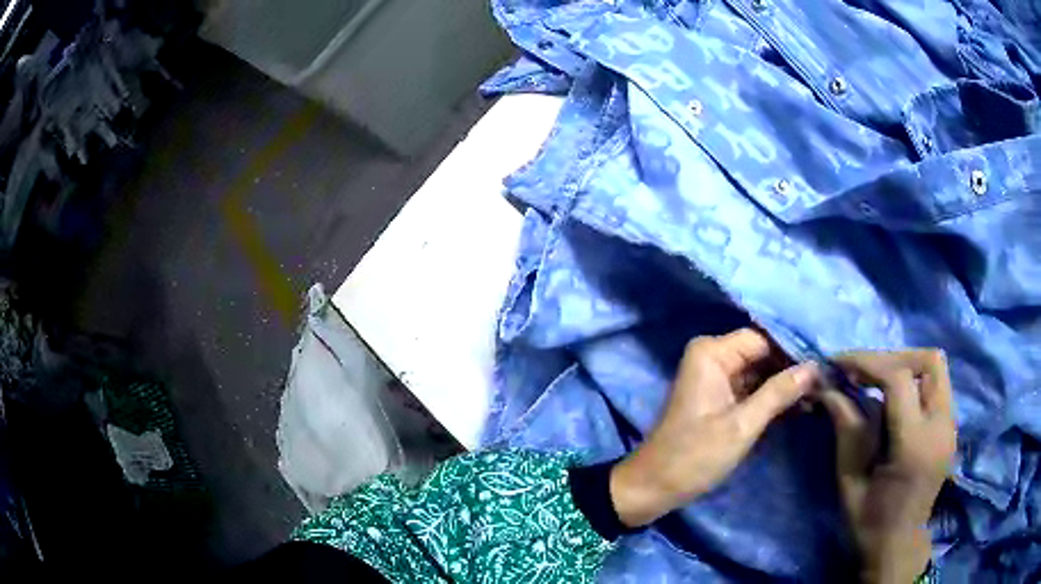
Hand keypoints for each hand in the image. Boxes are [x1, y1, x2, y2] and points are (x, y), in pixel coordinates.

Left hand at [609, 329, 818, 526]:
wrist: (653, 488)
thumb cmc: (694, 456)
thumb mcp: (742, 426)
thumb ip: (779, 393)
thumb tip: (815, 367)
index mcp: (712, 353)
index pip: (763, 340)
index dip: (794, 352)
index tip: (824, 366)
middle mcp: (713, 357)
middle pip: (763, 354)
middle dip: (792, 369)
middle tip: (826, 384)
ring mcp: (715, 378)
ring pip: (760, 372)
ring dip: (786, 385)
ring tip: (820, 396)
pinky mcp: (719, 398)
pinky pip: (752, 389)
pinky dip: (772, 398)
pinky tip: (800, 407)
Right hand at [818, 350, 955, 583]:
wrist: (899, 545)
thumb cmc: (869, 522)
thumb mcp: (849, 481)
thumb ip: (847, 429)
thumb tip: (828, 388)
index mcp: (914, 445)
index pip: (898, 379)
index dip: (867, 362)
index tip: (839, 364)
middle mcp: (941, 427)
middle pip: (929, 361)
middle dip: (893, 356)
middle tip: (863, 371)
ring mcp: (950, 425)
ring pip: (936, 368)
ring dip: (905, 365)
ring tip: (877, 381)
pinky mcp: (950, 427)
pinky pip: (936, 386)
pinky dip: (914, 381)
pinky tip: (894, 400)